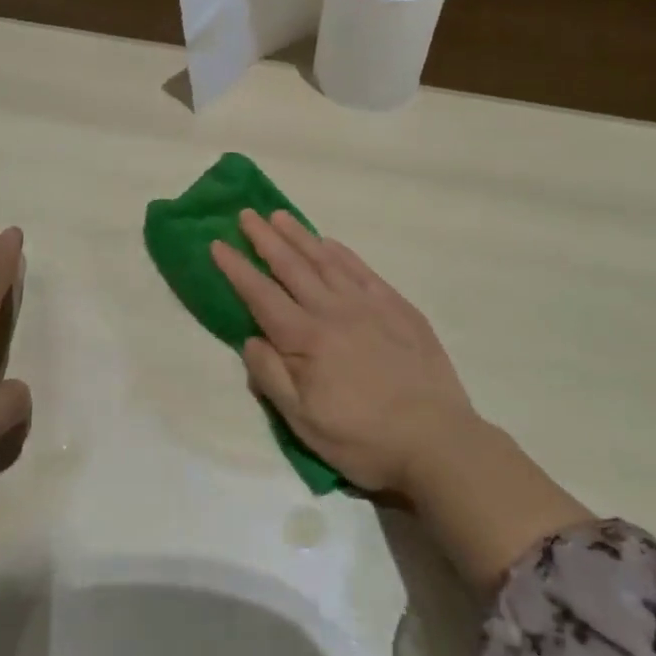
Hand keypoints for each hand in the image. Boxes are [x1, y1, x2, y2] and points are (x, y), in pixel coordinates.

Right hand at [212, 209, 588, 590]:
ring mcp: (369, 305)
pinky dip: (342, 252)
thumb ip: (272, 377)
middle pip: (292, 267)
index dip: (237, 269)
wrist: (438, 441)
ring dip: (300, 236)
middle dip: (264, 239)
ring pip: (326, 261)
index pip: (261, 295)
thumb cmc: (363, 439)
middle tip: (246, 214)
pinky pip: (363, 270)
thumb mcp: (304, 422)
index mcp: (306, 339)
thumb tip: (250, 339)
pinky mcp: (398, 308)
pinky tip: (330, 243)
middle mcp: (333, 311)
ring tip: (279, 216)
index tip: (217, 243)